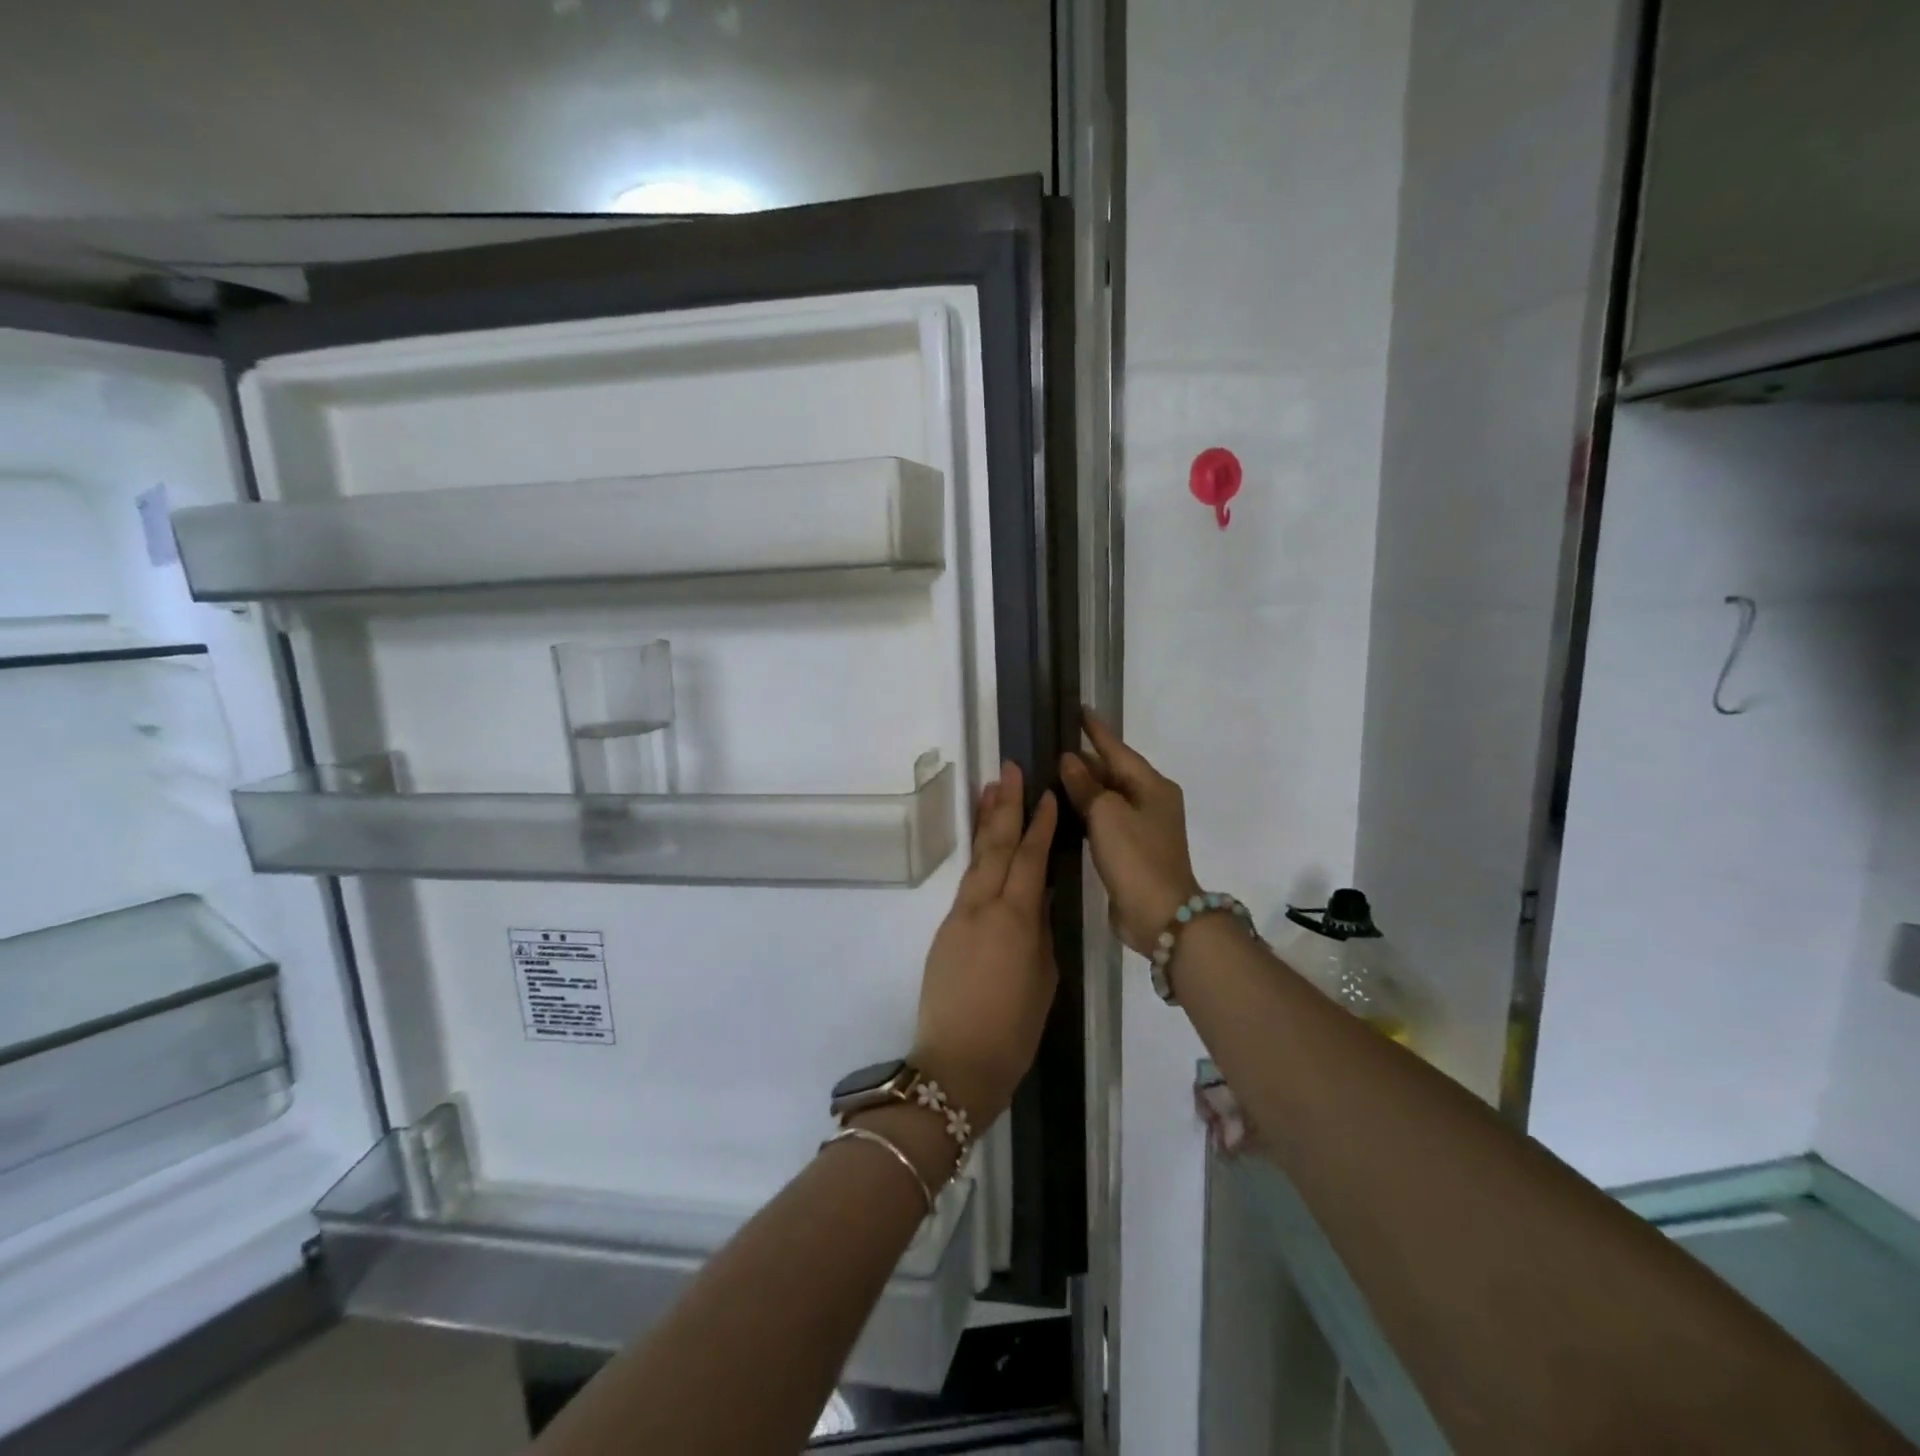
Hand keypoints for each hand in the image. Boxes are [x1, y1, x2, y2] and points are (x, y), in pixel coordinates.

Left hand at [911, 762, 1058, 1130]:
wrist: (956, 1063)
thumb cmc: (1013, 1029)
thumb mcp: (1044, 979)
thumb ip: (1041, 932)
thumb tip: (1039, 900)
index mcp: (1014, 919)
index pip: (1030, 859)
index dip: (1041, 825)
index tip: (1048, 794)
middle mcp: (983, 907)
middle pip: (996, 846)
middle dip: (1006, 806)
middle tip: (1010, 769)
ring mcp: (959, 916)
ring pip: (977, 860)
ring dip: (986, 823)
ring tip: (992, 789)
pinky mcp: (946, 930)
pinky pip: (967, 884)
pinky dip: (978, 858)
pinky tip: (985, 848)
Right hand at [1059, 708, 1201, 955]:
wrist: (1160, 915)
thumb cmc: (1136, 857)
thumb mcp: (1107, 814)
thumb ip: (1086, 785)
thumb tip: (1070, 760)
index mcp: (1152, 786)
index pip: (1118, 749)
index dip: (1097, 730)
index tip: (1079, 709)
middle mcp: (1152, 801)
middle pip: (1114, 772)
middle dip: (1086, 760)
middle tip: (1053, 744)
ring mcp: (1143, 827)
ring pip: (1109, 797)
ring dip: (1084, 786)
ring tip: (1053, 771)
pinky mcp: (1132, 850)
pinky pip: (1106, 820)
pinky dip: (1087, 811)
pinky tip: (1066, 809)